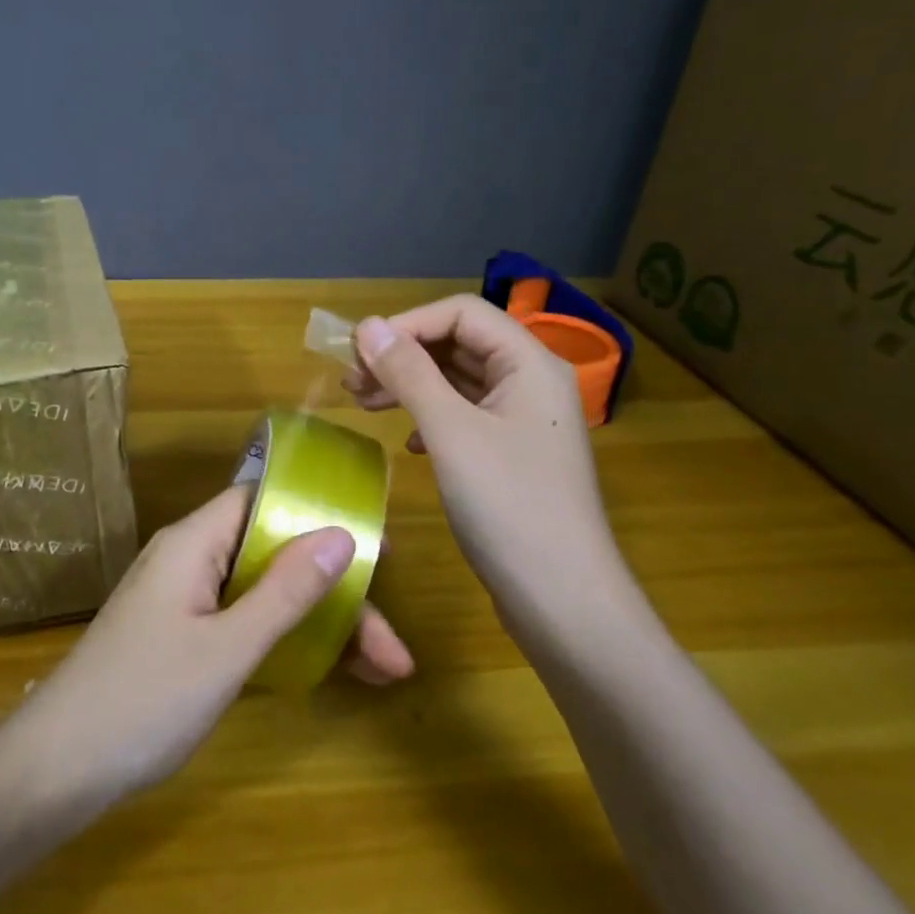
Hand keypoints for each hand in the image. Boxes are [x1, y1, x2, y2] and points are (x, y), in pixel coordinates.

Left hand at [13, 485, 414, 805]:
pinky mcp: (180, 638)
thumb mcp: (227, 647)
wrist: (56, 769)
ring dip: (319, 625)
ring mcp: (183, 601)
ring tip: (380, 671)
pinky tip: (326, 670)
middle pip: (275, 556)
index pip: (263, 501)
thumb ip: (286, 590)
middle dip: (336, 596)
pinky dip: (285, 642)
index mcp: (194, 543)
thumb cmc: (144, 699)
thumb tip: (341, 533)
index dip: (318, 514)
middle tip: (392, 649)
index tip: (373, 549)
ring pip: (264, 595)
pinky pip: (244, 622)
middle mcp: (189, 560)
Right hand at [345, 295, 634, 640]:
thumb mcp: (451, 432)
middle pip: (460, 345)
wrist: (562, 599)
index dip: (407, 325)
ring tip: (364, 405)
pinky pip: (465, 418)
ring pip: (459, 383)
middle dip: (404, 356)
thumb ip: (409, 373)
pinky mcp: (513, 457)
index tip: (359, 354)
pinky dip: (430, 420)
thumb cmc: (508, 506)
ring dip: (411, 387)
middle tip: (352, 382)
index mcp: (530, 363)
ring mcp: (525, 422)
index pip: (462, 314)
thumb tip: (367, 325)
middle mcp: (532, 383)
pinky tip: (409, 444)